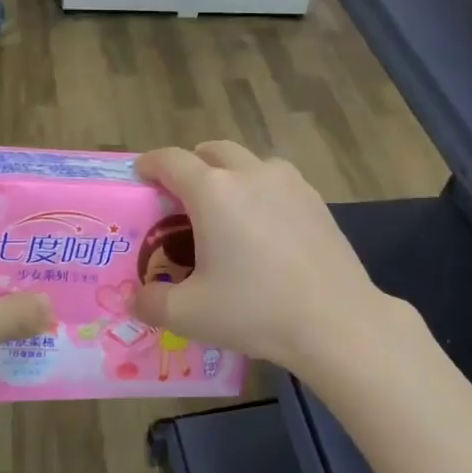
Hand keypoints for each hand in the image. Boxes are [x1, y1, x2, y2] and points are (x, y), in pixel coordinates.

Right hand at [131, 142, 401, 375]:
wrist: (336, 321)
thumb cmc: (256, 311)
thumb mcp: (190, 314)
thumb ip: (151, 303)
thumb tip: (135, 299)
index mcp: (213, 191)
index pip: (170, 160)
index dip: (150, 164)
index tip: (141, 175)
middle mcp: (250, 173)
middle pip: (212, 151)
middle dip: (192, 165)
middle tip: (182, 198)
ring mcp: (289, 183)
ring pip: (249, 162)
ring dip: (230, 175)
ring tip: (226, 212)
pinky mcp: (316, 200)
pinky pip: (278, 182)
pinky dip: (261, 192)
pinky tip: (265, 229)